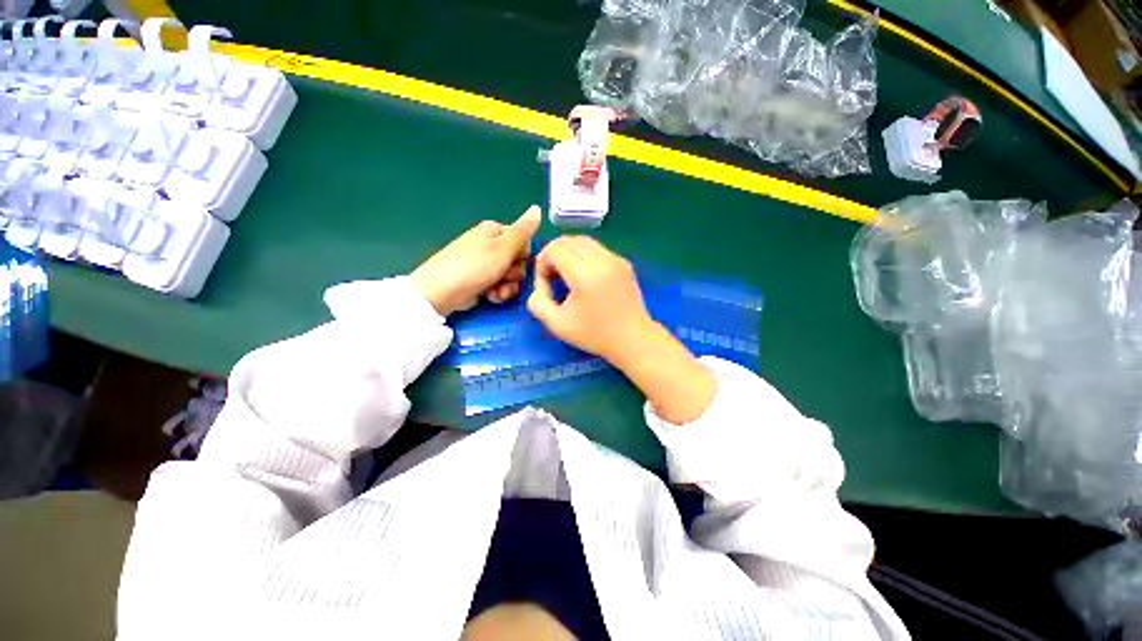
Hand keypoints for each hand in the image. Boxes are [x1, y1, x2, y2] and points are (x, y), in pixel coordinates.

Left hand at [411, 205, 541, 314]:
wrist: (443, 291)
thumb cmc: (475, 266)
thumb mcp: (504, 247)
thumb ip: (523, 230)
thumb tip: (537, 208)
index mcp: (495, 232)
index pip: (524, 242)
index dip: (524, 254)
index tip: (518, 261)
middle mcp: (491, 246)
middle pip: (518, 262)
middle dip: (515, 274)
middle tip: (504, 276)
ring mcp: (486, 265)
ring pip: (511, 277)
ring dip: (508, 286)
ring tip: (496, 290)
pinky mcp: (481, 281)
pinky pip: (500, 286)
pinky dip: (498, 293)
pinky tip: (491, 296)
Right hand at [527, 236, 716, 423]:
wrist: (633, 339)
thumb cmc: (595, 335)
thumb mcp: (557, 324)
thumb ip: (538, 302)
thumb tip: (540, 283)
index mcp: (585, 275)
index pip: (555, 249)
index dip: (542, 262)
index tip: (545, 282)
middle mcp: (602, 260)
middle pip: (568, 240)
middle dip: (553, 254)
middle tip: (552, 276)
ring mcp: (616, 259)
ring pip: (583, 241)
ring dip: (568, 252)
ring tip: (567, 275)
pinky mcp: (624, 262)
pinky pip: (597, 249)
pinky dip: (584, 255)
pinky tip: (585, 277)